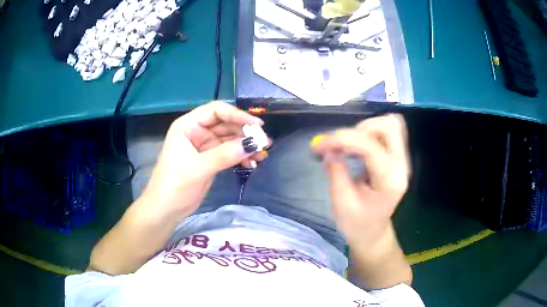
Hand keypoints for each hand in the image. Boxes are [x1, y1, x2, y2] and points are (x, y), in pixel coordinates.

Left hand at [137, 101, 266, 222]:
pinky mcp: (210, 159)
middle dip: (245, 132)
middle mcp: (197, 131)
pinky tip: (252, 163)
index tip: (256, 126)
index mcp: (188, 125)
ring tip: (262, 154)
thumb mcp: (198, 168)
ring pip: (229, 139)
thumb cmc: (174, 185)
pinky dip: (240, 157)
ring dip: (245, 145)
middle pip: (225, 124)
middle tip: (264, 142)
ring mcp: (204, 146)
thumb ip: (225, 155)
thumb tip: (253, 144)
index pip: (216, 111)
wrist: (166, 209)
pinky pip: (229, 153)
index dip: (237, 115)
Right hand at [312, 114, 410, 245]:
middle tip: (342, 145)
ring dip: (365, 129)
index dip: (343, 139)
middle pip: (390, 126)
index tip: (319, 145)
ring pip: (389, 125)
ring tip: (348, 146)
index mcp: (389, 182)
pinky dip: (368, 133)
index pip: (371, 147)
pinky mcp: (396, 157)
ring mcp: (402, 160)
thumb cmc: (356, 224)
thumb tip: (328, 146)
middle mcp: (401, 166)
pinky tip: (355, 148)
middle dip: (361, 129)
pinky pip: (385, 133)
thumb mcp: (341, 201)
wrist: (373, 233)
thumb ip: (336, 170)